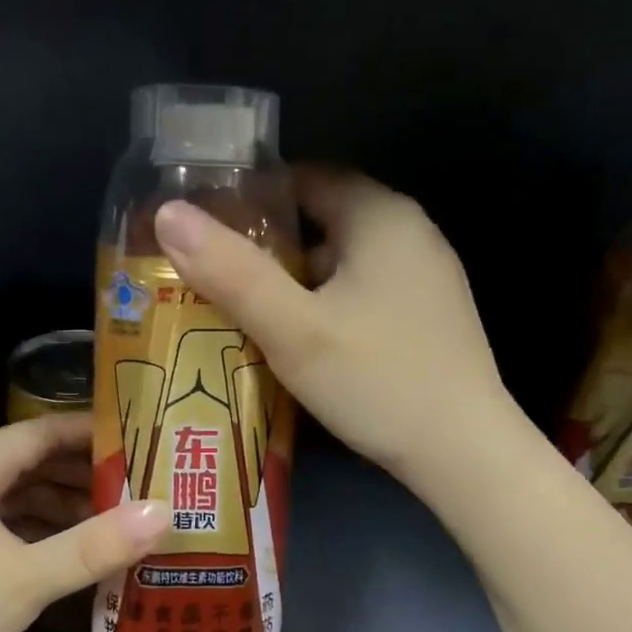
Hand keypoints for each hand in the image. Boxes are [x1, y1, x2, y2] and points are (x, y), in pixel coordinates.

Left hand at [0, 414, 167, 631]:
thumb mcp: (27, 577)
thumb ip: (96, 545)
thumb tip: (164, 512)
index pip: (44, 431)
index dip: (93, 434)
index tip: (141, 444)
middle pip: (31, 462)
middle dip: (83, 474)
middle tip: (137, 489)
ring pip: (15, 496)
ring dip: (61, 506)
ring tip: (111, 525)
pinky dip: (35, 531)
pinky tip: (63, 555)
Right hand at [153, 165, 512, 486]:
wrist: (463, 452)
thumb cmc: (375, 380)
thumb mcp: (292, 328)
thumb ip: (230, 272)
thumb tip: (168, 214)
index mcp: (381, 216)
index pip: (305, 178)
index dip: (252, 200)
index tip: (208, 232)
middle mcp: (411, 234)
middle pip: (322, 222)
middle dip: (268, 249)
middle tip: (217, 280)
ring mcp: (426, 278)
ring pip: (342, 264)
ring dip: (295, 284)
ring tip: (245, 315)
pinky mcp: (429, 318)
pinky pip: (363, 295)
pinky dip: (326, 307)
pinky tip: (300, 345)